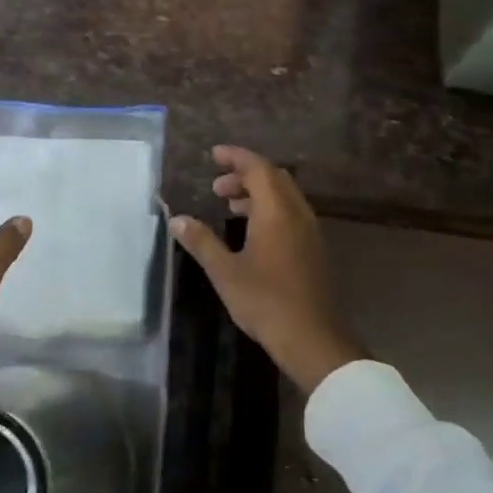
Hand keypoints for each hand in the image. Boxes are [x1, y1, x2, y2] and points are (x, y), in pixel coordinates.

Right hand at [168, 146, 364, 393]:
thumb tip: (177, 219)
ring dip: (258, 193)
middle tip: (217, 186)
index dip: (236, 157)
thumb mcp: (224, 271)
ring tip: (230, 205)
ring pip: (285, 196)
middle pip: (274, 178)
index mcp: (276, 211)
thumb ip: (201, 241)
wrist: (312, 338)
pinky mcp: (314, 250)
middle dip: (245, 174)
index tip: (214, 154)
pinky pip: (292, 214)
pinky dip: (271, 209)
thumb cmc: (265, 301)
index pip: (257, 168)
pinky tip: (253, 232)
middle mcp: (297, 213)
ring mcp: (310, 232)